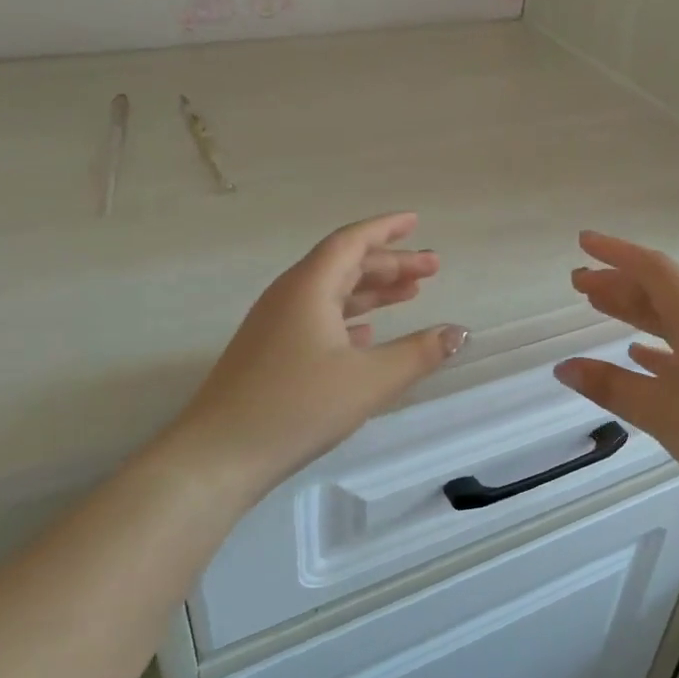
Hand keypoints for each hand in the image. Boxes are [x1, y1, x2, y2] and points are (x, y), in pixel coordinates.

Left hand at [166, 214, 467, 492]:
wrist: (219, 455)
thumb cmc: (298, 407)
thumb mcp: (370, 380)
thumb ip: (419, 353)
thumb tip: (459, 332)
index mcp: (309, 288)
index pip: (351, 242)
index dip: (386, 229)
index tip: (416, 222)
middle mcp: (289, 296)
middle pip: (345, 266)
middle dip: (390, 264)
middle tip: (432, 269)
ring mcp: (275, 325)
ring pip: (332, 294)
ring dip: (372, 291)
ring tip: (410, 295)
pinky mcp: (270, 353)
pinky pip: (317, 319)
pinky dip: (349, 318)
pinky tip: (367, 335)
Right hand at [554, 231, 678, 511]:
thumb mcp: (659, 410)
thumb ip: (609, 385)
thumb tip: (563, 368)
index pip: (653, 270)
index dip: (616, 253)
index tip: (583, 242)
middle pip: (661, 291)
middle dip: (618, 282)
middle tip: (579, 282)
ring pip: (672, 318)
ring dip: (635, 310)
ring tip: (598, 306)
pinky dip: (656, 344)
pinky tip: (638, 354)